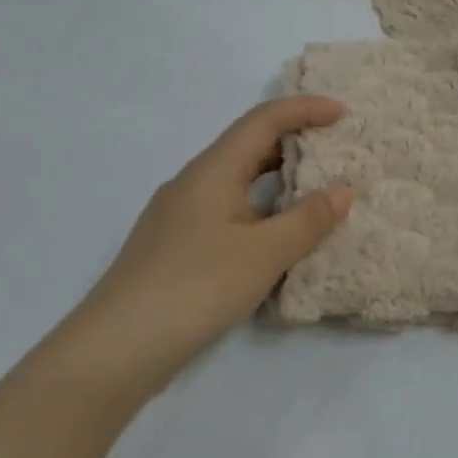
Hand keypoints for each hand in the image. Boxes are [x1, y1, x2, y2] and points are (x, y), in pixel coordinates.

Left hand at [67, 97, 352, 388]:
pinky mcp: (173, 244)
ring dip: (276, 176)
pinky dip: (258, 206)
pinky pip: (226, 207)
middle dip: (293, 139)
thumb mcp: (264, 254)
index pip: (264, 120)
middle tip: (334, 148)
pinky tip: (273, 235)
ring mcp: (178, 214)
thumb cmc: (195, 287)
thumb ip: (307, 220)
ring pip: (236, 178)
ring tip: (313, 189)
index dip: (305, 109)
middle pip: (248, 144)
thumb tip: (343, 191)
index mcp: (214, 169)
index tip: (342, 112)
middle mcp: (193, 181)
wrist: (114, 349)